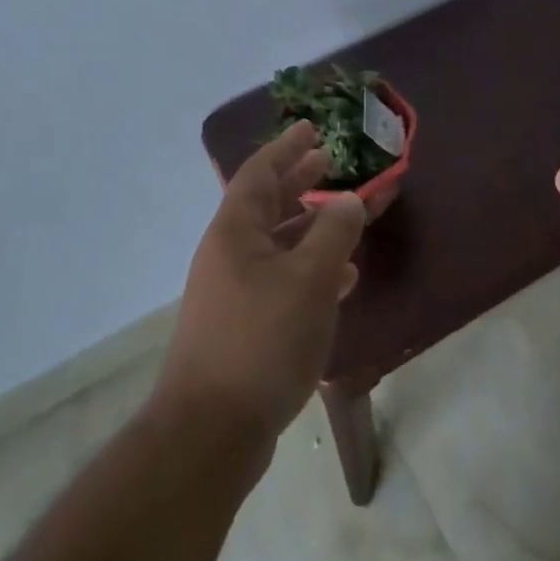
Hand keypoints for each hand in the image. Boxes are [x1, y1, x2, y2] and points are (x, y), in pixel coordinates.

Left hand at [152, 121, 366, 454]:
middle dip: (298, 181)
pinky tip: (340, 282)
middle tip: (328, 161)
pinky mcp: (242, 326)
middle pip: (267, 204)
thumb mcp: (309, 279)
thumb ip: (333, 233)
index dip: (286, 147)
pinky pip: (280, 280)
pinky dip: (309, 271)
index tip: (311, 128)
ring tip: (345, 218)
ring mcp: (232, 292)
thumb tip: (348, 199)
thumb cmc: (262, 339)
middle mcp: (229, 253)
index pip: (260, 172)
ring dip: (310, 227)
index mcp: (236, 230)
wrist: (211, 432)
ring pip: (278, 244)